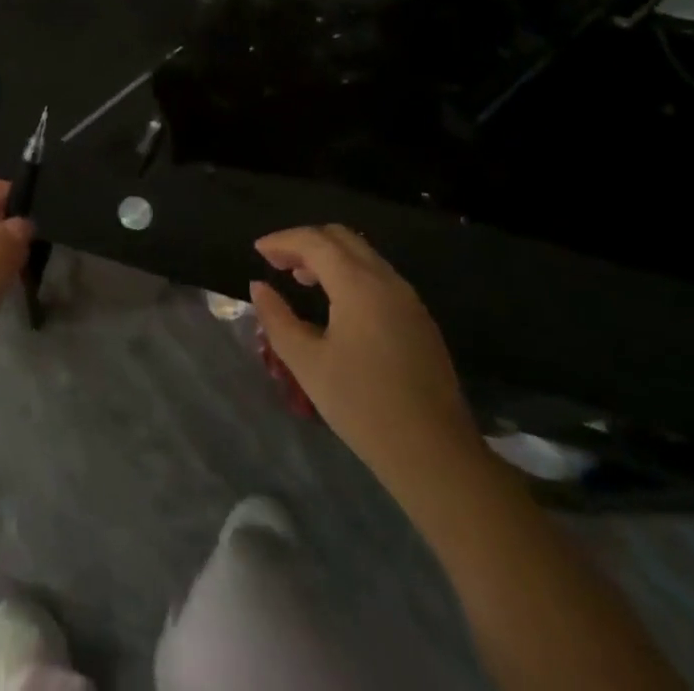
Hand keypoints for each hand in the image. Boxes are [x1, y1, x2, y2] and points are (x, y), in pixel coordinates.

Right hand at [250, 225, 479, 494]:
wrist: (436, 455)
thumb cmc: (363, 406)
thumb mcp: (307, 363)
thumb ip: (277, 319)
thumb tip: (259, 287)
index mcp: (358, 284)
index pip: (314, 241)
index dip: (282, 241)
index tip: (257, 251)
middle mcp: (386, 280)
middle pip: (341, 238)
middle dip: (305, 242)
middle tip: (277, 262)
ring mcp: (408, 299)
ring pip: (362, 255)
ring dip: (328, 257)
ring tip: (300, 280)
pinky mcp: (420, 319)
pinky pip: (378, 276)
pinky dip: (350, 273)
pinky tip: (336, 304)